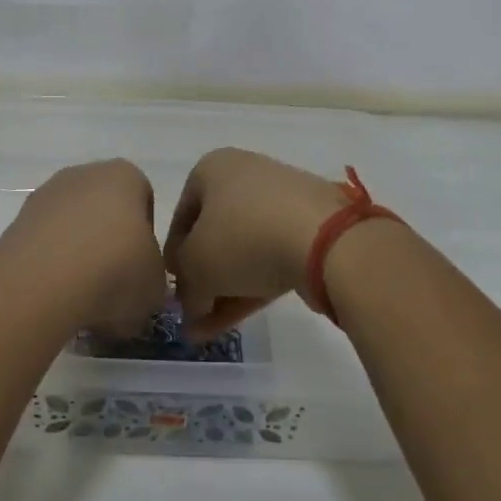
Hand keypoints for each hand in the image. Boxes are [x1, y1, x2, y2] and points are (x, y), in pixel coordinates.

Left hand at [0, 159, 168, 335]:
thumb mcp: (155, 285)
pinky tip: (55, 293)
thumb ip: (153, 276)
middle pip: (104, 210)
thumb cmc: (115, 271)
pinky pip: (44, 244)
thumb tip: (139, 283)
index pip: (144, 200)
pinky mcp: (16, 222)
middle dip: (109, 243)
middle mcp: (83, 174)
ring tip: (82, 295)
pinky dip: (51, 265)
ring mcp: (44, 195)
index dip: (146, 236)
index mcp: (125, 176)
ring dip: (78, 254)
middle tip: (113, 283)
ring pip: (71, 226)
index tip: (141, 267)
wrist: (42, 283)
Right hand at [163, 148, 346, 336]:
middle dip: (201, 280)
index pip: (180, 217)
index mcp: (211, 169)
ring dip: (223, 291)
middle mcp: (245, 176)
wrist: (327, 239)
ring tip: (208, 332)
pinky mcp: (310, 228)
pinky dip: (251, 286)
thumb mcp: (195, 266)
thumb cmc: (243, 238)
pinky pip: (271, 257)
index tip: (173, 292)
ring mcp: (282, 201)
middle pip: (213, 235)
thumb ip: (184, 285)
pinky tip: (236, 321)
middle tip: (192, 316)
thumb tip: (190, 303)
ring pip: (243, 251)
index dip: (173, 259)